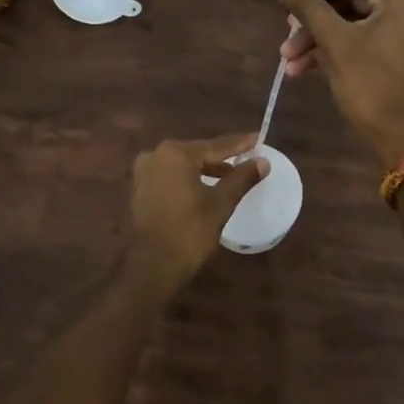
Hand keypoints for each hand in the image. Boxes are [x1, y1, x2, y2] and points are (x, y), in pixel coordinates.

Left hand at [123, 134, 268, 293]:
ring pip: (183, 164)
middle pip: (197, 153)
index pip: (215, 146)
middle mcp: (156, 155)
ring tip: (229, 174)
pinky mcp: (140, 188)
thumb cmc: (190, 231)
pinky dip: (188, 178)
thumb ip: (242, 178)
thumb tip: (263, 161)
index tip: (257, 138)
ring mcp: (144, 172)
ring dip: (205, 168)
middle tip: (245, 156)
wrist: (154, 265)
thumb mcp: (221, 203)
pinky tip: (204, 186)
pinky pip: (171, 175)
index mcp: (176, 154)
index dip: (239, 144)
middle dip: (221, 157)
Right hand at [269, 0, 403, 166]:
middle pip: (349, 2)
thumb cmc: (371, 85)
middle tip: (285, 38)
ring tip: (288, 61)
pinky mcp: (400, 55)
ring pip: (353, 25)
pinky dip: (336, 52)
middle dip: (313, 22)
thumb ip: (307, 6)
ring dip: (319, 41)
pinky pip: (363, 42)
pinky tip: (303, 70)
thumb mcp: (335, 43)